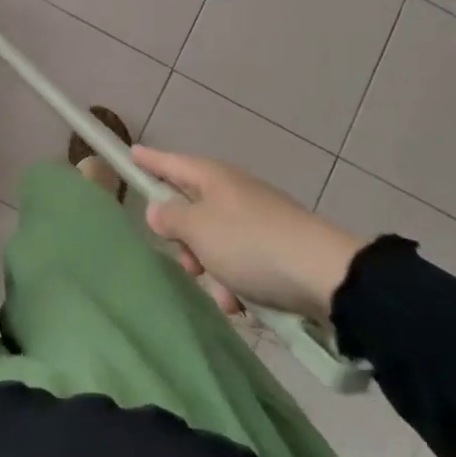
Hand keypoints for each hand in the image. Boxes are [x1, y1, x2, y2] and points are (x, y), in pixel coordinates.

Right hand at [133, 146, 362, 320]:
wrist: (323, 274)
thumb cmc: (249, 244)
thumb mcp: (198, 229)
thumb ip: (170, 217)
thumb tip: (159, 209)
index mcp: (213, 177)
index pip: (171, 163)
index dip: (150, 161)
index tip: (131, 153)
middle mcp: (233, 192)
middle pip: (192, 209)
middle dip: (184, 240)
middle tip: (188, 263)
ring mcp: (256, 219)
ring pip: (215, 242)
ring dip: (212, 270)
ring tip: (225, 294)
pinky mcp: (275, 247)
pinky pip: (240, 262)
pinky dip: (236, 282)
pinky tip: (243, 303)